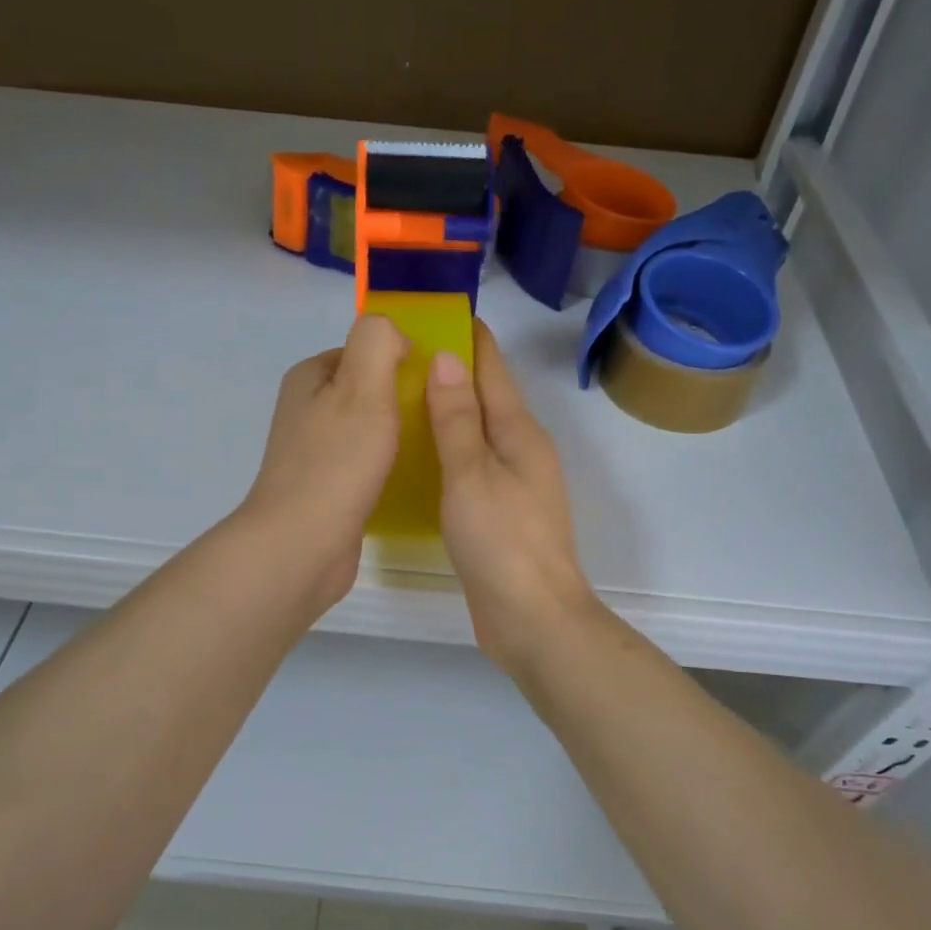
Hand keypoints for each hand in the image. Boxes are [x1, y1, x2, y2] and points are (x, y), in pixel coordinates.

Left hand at [239, 314, 407, 612]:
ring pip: (367, 429)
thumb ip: (377, 341)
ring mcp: (313, 453)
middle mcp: (306, 411)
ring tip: (431, 447)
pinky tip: (410, 479)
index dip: (399, 359)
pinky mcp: (325, 490)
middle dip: (401, 399)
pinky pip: (364, 464)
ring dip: (397, 435)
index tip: (433, 382)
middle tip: (438, 416)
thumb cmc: (337, 461)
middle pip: (367, 390)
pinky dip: (387, 466)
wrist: (302, 544)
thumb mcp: (363, 386)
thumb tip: (393, 335)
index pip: (363, 351)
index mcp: (309, 378)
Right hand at [426, 321, 598, 668]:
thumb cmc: (501, 541)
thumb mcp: (472, 474)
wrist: (533, 617)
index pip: (491, 367)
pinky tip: (419, 455)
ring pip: (477, 431)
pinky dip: (448, 449)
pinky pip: (472, 464)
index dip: (466, 337)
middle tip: (397, 357)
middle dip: (449, 371)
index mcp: (519, 431)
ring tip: (399, 397)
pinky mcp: (502, 512)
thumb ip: (457, 418)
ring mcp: (514, 482)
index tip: (431, 312)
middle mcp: (521, 449)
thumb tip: (446, 357)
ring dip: (447, 411)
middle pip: (485, 396)